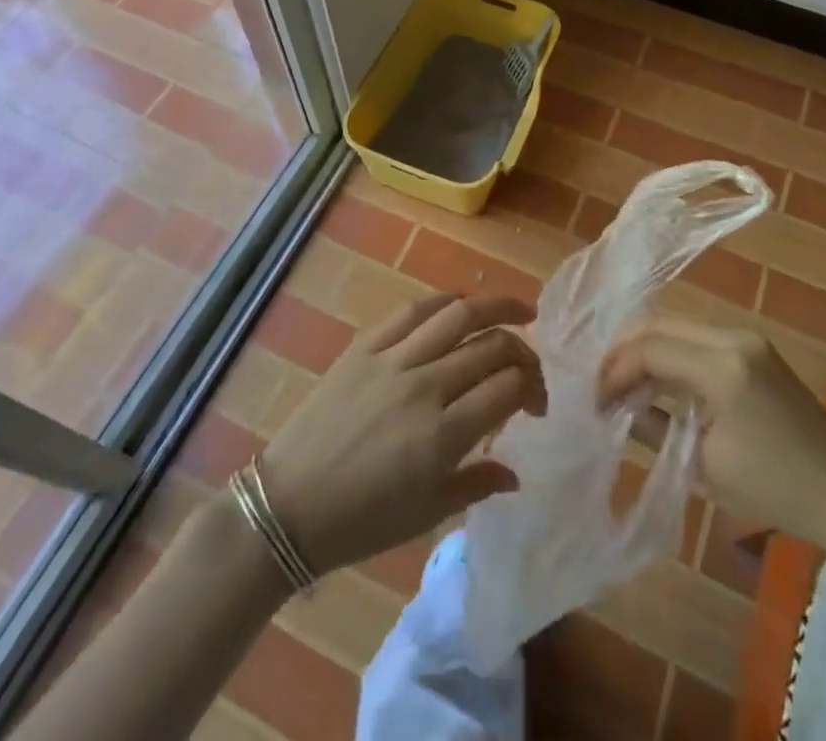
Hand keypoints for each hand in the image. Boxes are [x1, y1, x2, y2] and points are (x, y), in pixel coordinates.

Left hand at [258, 293, 545, 574]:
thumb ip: (476, 484)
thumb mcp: (426, 515)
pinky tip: (460, 304)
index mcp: (442, 437)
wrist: (288, 506)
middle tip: (530, 364)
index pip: (507, 389)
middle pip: (490, 347)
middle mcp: (423, 388)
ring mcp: (392, 361)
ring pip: (457, 315)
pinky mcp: (365, 346)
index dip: (534, 388)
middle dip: (522, 351)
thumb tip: (516, 474)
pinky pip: (411, 311)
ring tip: (519, 311)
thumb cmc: (361, 523)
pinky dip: (444, 302)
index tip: (537, 405)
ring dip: (495, 307)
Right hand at [598, 317, 825, 551]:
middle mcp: (733, 337)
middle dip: (622, 352)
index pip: (650, 349)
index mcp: (724, 366)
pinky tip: (654, 381)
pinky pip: (696, 339)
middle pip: (659, 326)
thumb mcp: (705, 466)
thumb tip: (616, 410)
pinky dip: (669, 354)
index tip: (593, 401)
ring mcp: (746, 338)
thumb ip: (654, 427)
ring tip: (620, 385)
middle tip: (599, 385)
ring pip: (676, 328)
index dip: (614, 371)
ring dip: (644, 351)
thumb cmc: (777, 490)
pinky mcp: (752, 348)